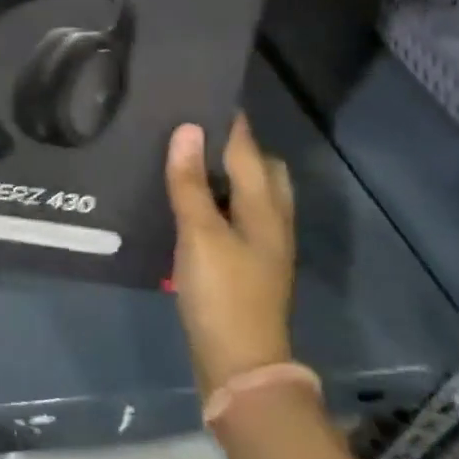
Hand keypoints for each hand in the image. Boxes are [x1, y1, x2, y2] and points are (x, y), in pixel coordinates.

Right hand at [165, 115, 296, 394]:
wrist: (239, 365)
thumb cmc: (222, 293)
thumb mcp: (199, 233)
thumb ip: (190, 181)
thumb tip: (187, 129)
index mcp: (265, 207)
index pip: (248, 148)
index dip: (229, 121)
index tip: (202, 92)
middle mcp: (272, 220)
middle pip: (262, 169)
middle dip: (235, 145)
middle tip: (193, 130)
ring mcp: (263, 246)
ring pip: (252, 194)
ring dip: (228, 174)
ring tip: (189, 161)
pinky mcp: (248, 265)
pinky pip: (238, 216)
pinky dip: (220, 200)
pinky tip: (192, 204)